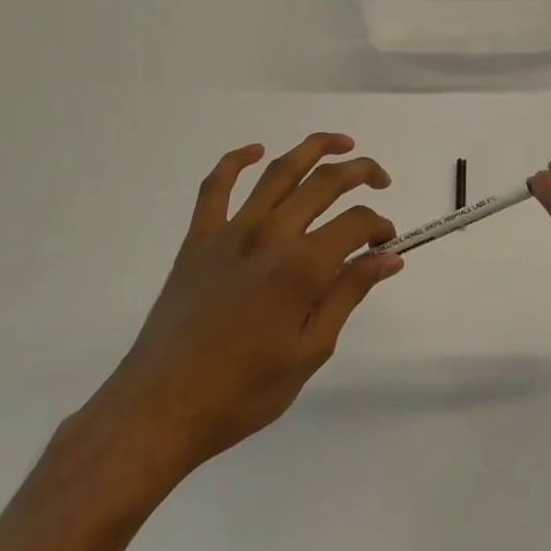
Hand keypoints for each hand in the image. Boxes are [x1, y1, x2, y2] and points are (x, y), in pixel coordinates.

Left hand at [86, 133, 399, 493]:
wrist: (162, 406)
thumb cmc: (244, 390)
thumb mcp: (311, 350)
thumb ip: (348, 294)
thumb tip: (388, 258)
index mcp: (302, 266)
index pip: (356, 223)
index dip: (380, 228)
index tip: (387, 246)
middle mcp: (270, 235)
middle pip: (324, 183)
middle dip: (360, 172)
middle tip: (381, 179)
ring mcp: (230, 232)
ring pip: (278, 172)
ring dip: (313, 149)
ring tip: (339, 144)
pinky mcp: (198, 239)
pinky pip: (215, 186)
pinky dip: (235, 161)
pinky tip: (253, 151)